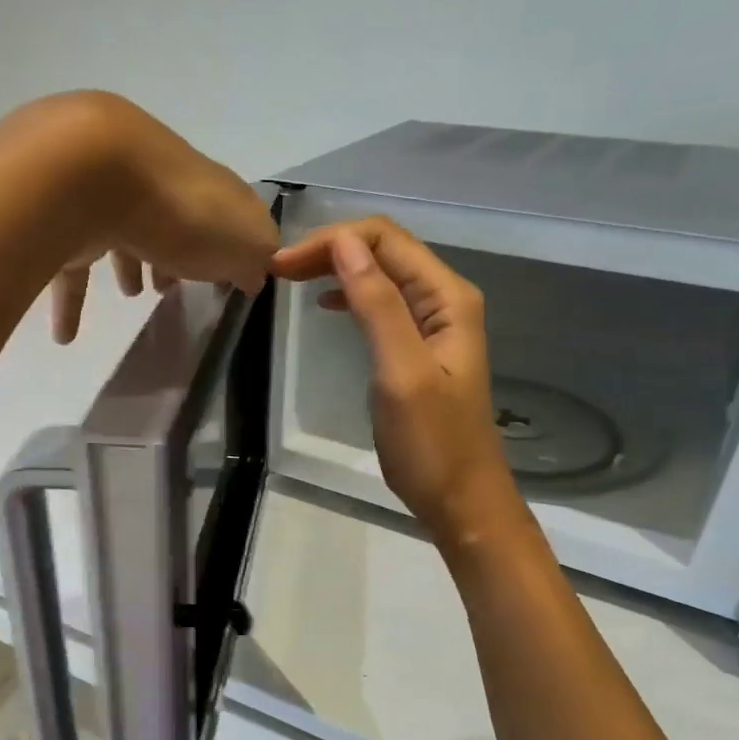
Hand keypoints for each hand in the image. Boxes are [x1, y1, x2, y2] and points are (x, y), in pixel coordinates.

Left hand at [35, 93, 279, 342]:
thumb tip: (253, 274)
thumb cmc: (183, 212)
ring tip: (131, 297)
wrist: (93, 174)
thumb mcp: (245, 239)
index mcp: (205, 186)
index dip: (229, 244)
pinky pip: (71, 266)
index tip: (227, 278)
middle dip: (174, 253)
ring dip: (129, 265)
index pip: (224, 210)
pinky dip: (70, 302)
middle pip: (172, 219)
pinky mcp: (65, 219)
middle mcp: (158, 182)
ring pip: (122, 234)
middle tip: (171, 287)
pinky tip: (65, 336)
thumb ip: (255, 257)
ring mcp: (108, 196)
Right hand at [271, 217, 520, 546]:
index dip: (332, 241)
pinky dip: (351, 296)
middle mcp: (444, 300)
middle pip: (385, 250)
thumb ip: (376, 304)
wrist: (461, 500)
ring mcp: (433, 324)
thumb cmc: (431, 443)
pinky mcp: (419, 348)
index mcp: (447, 297)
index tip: (282, 267)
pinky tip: (328, 305)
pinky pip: (383, 304)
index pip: (387, 239)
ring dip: (337, 269)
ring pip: (381, 275)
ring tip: (291, 280)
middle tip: (277, 271)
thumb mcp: (400, 371)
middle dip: (331, 250)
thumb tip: (342, 244)